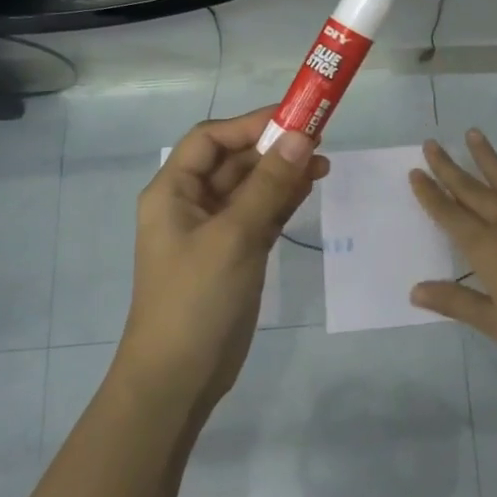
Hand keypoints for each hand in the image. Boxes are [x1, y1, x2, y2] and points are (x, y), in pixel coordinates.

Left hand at [118, 107, 327, 409]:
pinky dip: (282, 201)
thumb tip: (302, 136)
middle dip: (273, 149)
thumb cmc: (196, 299)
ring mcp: (214, 231)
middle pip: (233, 161)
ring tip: (323, 165)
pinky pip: (260, 215)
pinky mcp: (234, 254)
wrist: (179, 377)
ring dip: (282, 174)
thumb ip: (269, 185)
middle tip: (320, 141)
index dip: (250, 124)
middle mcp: (190, 204)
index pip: (210, 139)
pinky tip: (309, 190)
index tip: (295, 119)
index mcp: (173, 191)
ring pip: (251, 188)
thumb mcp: (234, 236)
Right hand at [408, 130, 496, 380]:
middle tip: (433, 143)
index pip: (450, 215)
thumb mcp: (493, 322)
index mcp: (487, 249)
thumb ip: (454, 302)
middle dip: (450, 168)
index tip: (416, 172)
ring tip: (474, 134)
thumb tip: (415, 291)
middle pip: (474, 191)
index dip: (431, 194)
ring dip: (489, 159)